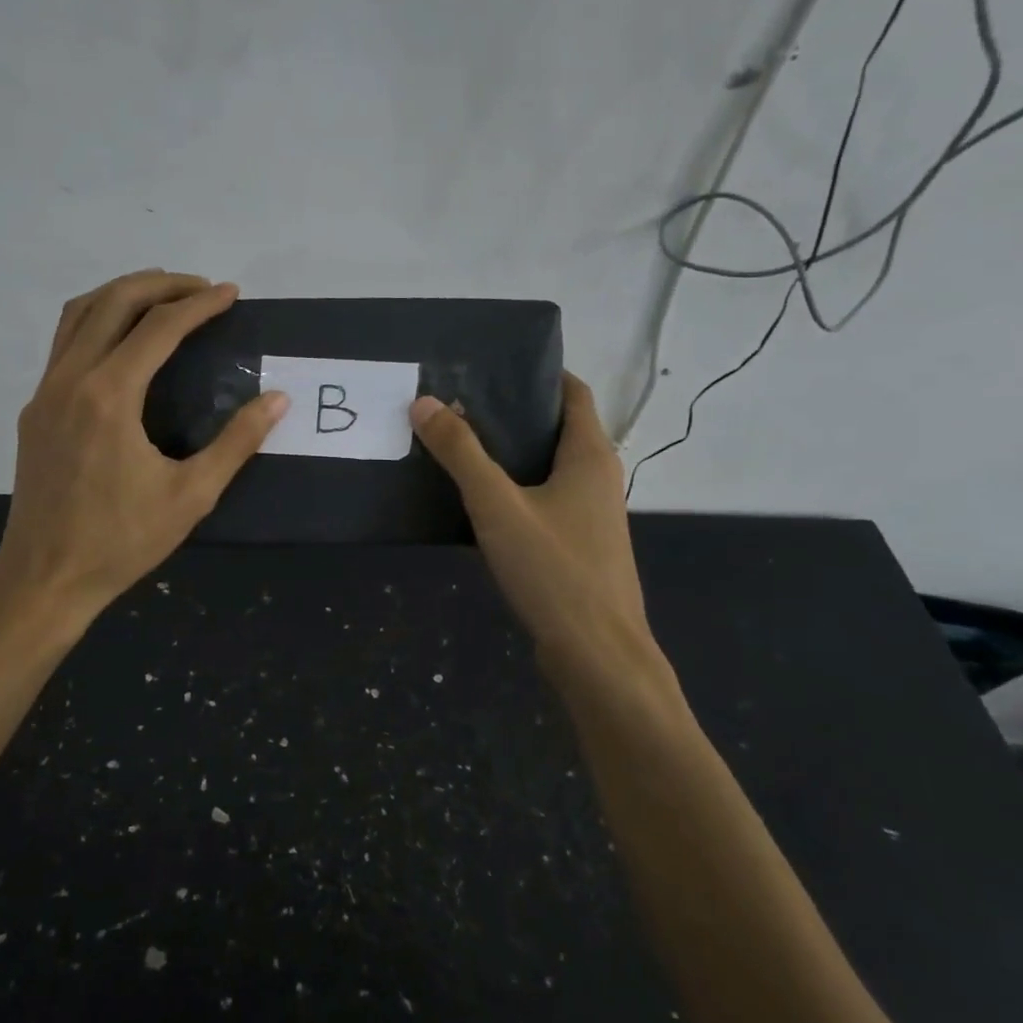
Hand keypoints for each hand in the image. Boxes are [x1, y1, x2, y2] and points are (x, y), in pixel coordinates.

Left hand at [0, 270, 288, 628]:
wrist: (44, 577)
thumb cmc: (121, 541)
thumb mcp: (192, 496)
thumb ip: (236, 443)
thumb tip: (277, 399)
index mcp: (110, 396)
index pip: (158, 326)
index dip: (200, 304)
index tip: (231, 295)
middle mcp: (71, 380)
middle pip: (113, 302)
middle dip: (161, 284)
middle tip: (202, 289)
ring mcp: (45, 392)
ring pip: (78, 314)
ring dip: (122, 294)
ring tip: (163, 299)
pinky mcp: (35, 410)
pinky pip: (64, 343)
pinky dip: (97, 321)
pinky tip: (123, 344)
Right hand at [410, 374, 668, 697]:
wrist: (597, 654)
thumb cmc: (554, 571)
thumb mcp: (498, 506)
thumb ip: (461, 453)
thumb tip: (424, 402)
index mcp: (590, 455)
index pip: (573, 392)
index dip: (538, 374)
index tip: (490, 367)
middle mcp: (598, 477)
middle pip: (557, 428)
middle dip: (512, 413)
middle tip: (457, 405)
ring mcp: (591, 515)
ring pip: (549, 468)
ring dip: (510, 454)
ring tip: (458, 446)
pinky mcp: (579, 546)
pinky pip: (545, 501)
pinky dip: (515, 490)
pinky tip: (476, 503)